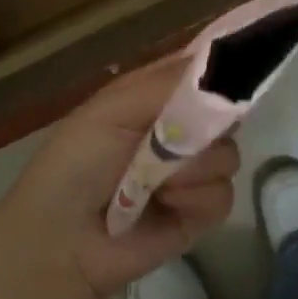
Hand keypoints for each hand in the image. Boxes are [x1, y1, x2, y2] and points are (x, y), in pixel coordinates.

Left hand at [0, 58, 238, 298]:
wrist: (63, 238)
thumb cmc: (79, 160)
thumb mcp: (115, 108)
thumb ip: (169, 83)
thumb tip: (222, 61)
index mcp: (157, 96)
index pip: (203, 71)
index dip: (221, 68)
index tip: (234, 71)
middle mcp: (181, 129)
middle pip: (226, 112)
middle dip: (208, 124)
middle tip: (175, 137)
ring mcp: (193, 171)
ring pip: (228, 154)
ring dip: (193, 167)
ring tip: (156, 183)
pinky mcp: (201, 212)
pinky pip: (223, 193)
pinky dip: (196, 198)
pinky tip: (167, 205)